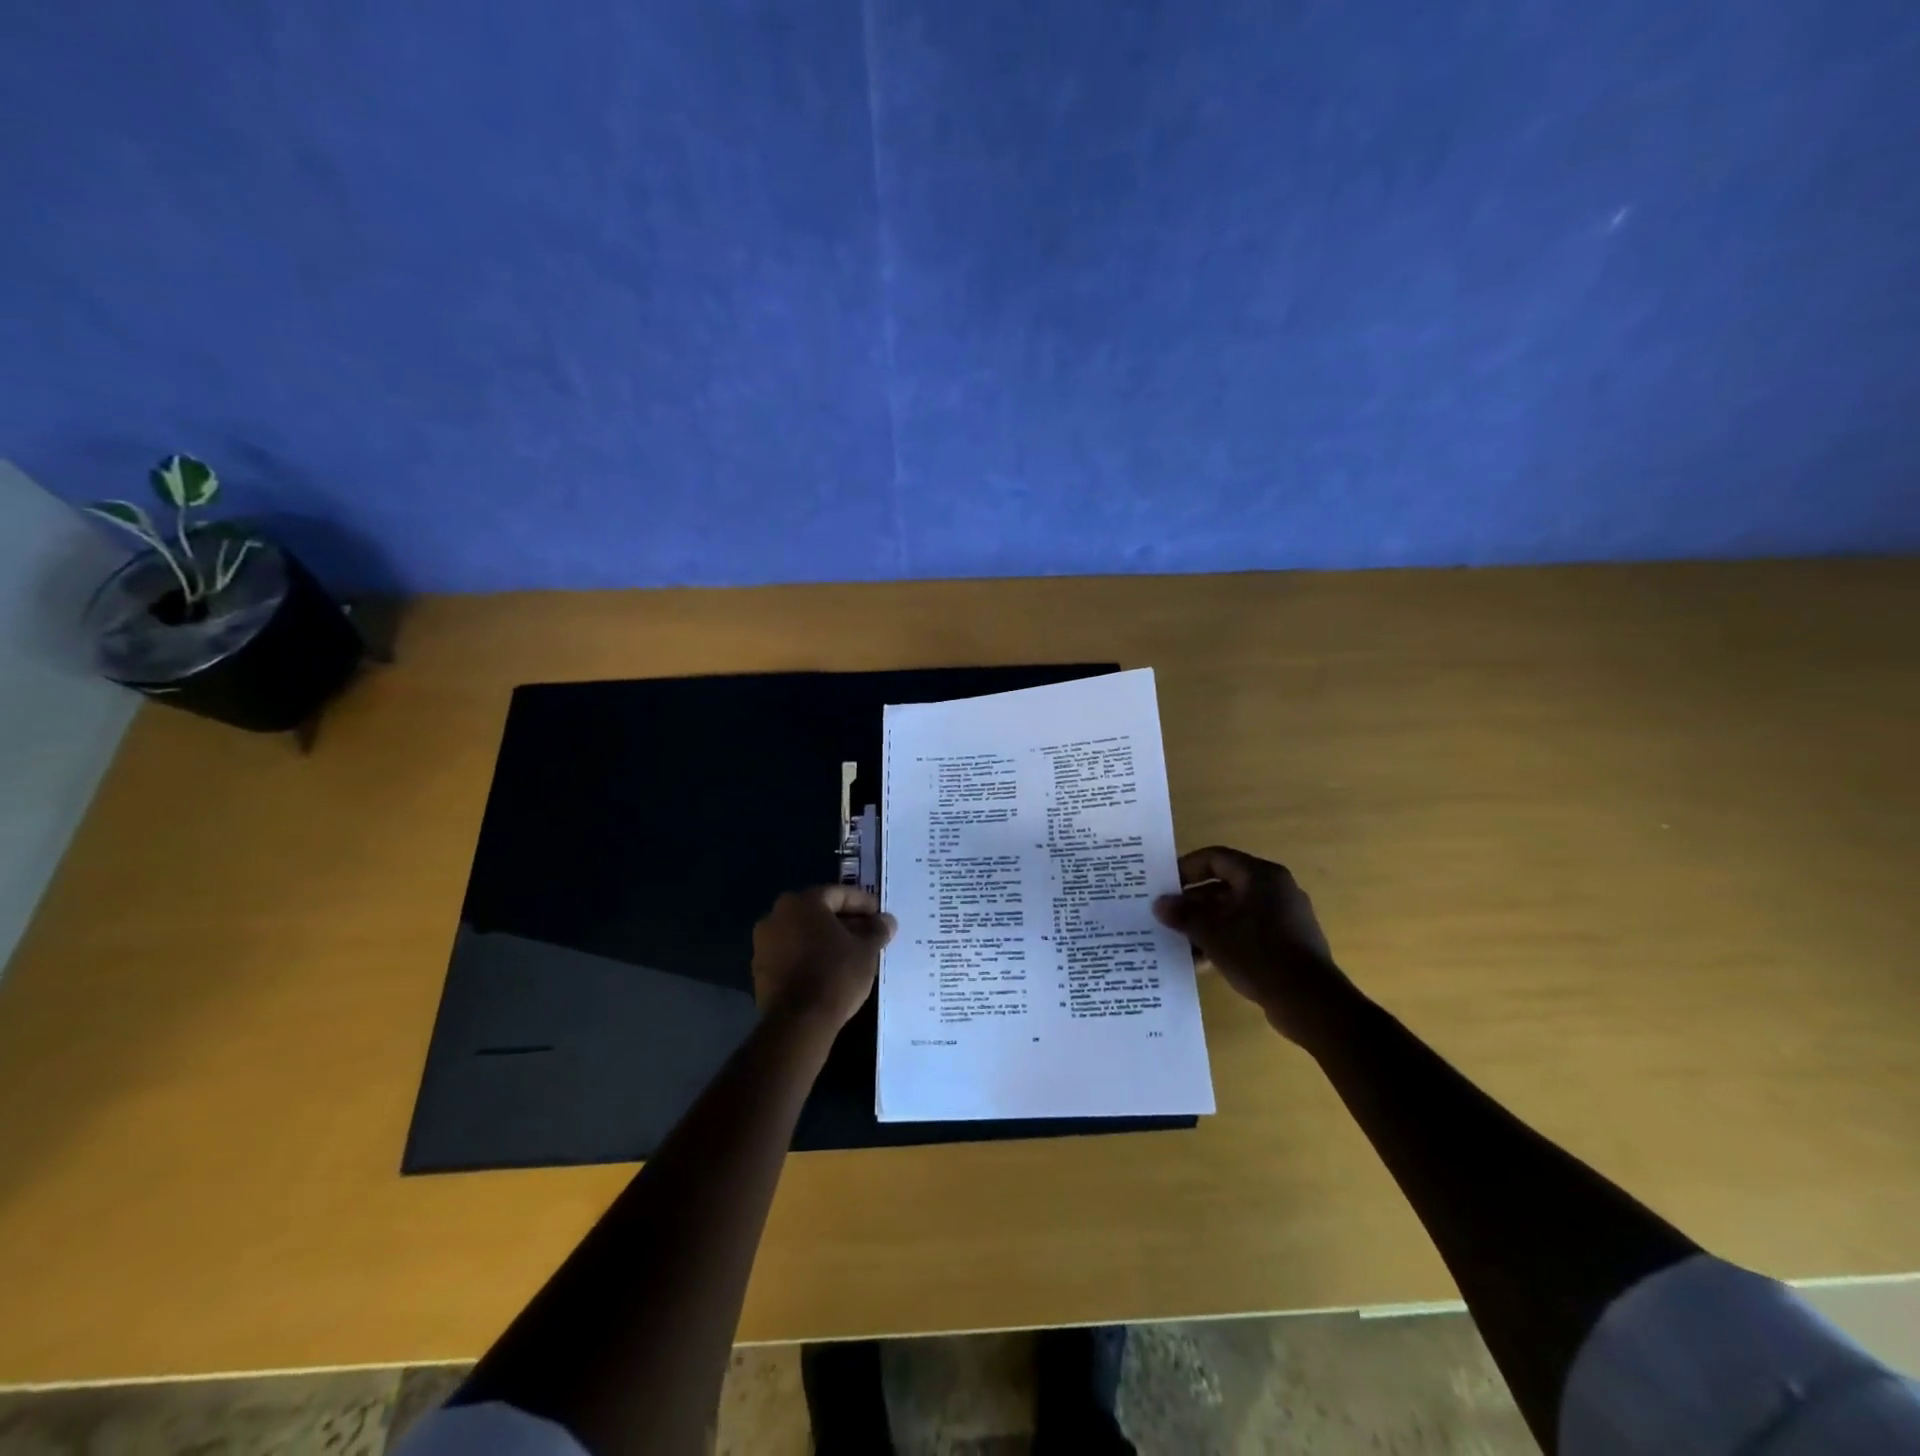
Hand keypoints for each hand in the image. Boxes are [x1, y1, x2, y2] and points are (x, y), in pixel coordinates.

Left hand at [751, 886, 896, 1029]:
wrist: (798, 1021)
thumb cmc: (836, 974)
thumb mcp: (866, 950)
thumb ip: (877, 930)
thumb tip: (886, 920)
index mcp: (802, 902)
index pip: (838, 894)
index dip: (863, 903)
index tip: (880, 915)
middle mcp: (776, 915)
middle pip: (818, 913)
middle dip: (844, 922)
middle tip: (868, 934)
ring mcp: (763, 944)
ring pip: (803, 934)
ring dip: (826, 940)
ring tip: (852, 954)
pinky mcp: (759, 971)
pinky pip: (791, 954)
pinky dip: (810, 956)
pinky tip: (829, 971)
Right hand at [1153, 846, 1353, 1043]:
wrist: (1311, 1002)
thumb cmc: (1259, 954)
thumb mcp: (1212, 933)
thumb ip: (1183, 914)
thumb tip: (1159, 905)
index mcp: (1261, 876)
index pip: (1216, 858)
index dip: (1186, 868)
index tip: (1164, 886)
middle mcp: (1275, 890)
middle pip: (1224, 886)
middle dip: (1193, 903)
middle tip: (1167, 917)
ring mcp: (1285, 917)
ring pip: (1234, 912)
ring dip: (1206, 925)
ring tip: (1180, 943)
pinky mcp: (1288, 943)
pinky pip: (1248, 932)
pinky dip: (1225, 941)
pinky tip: (1203, 961)